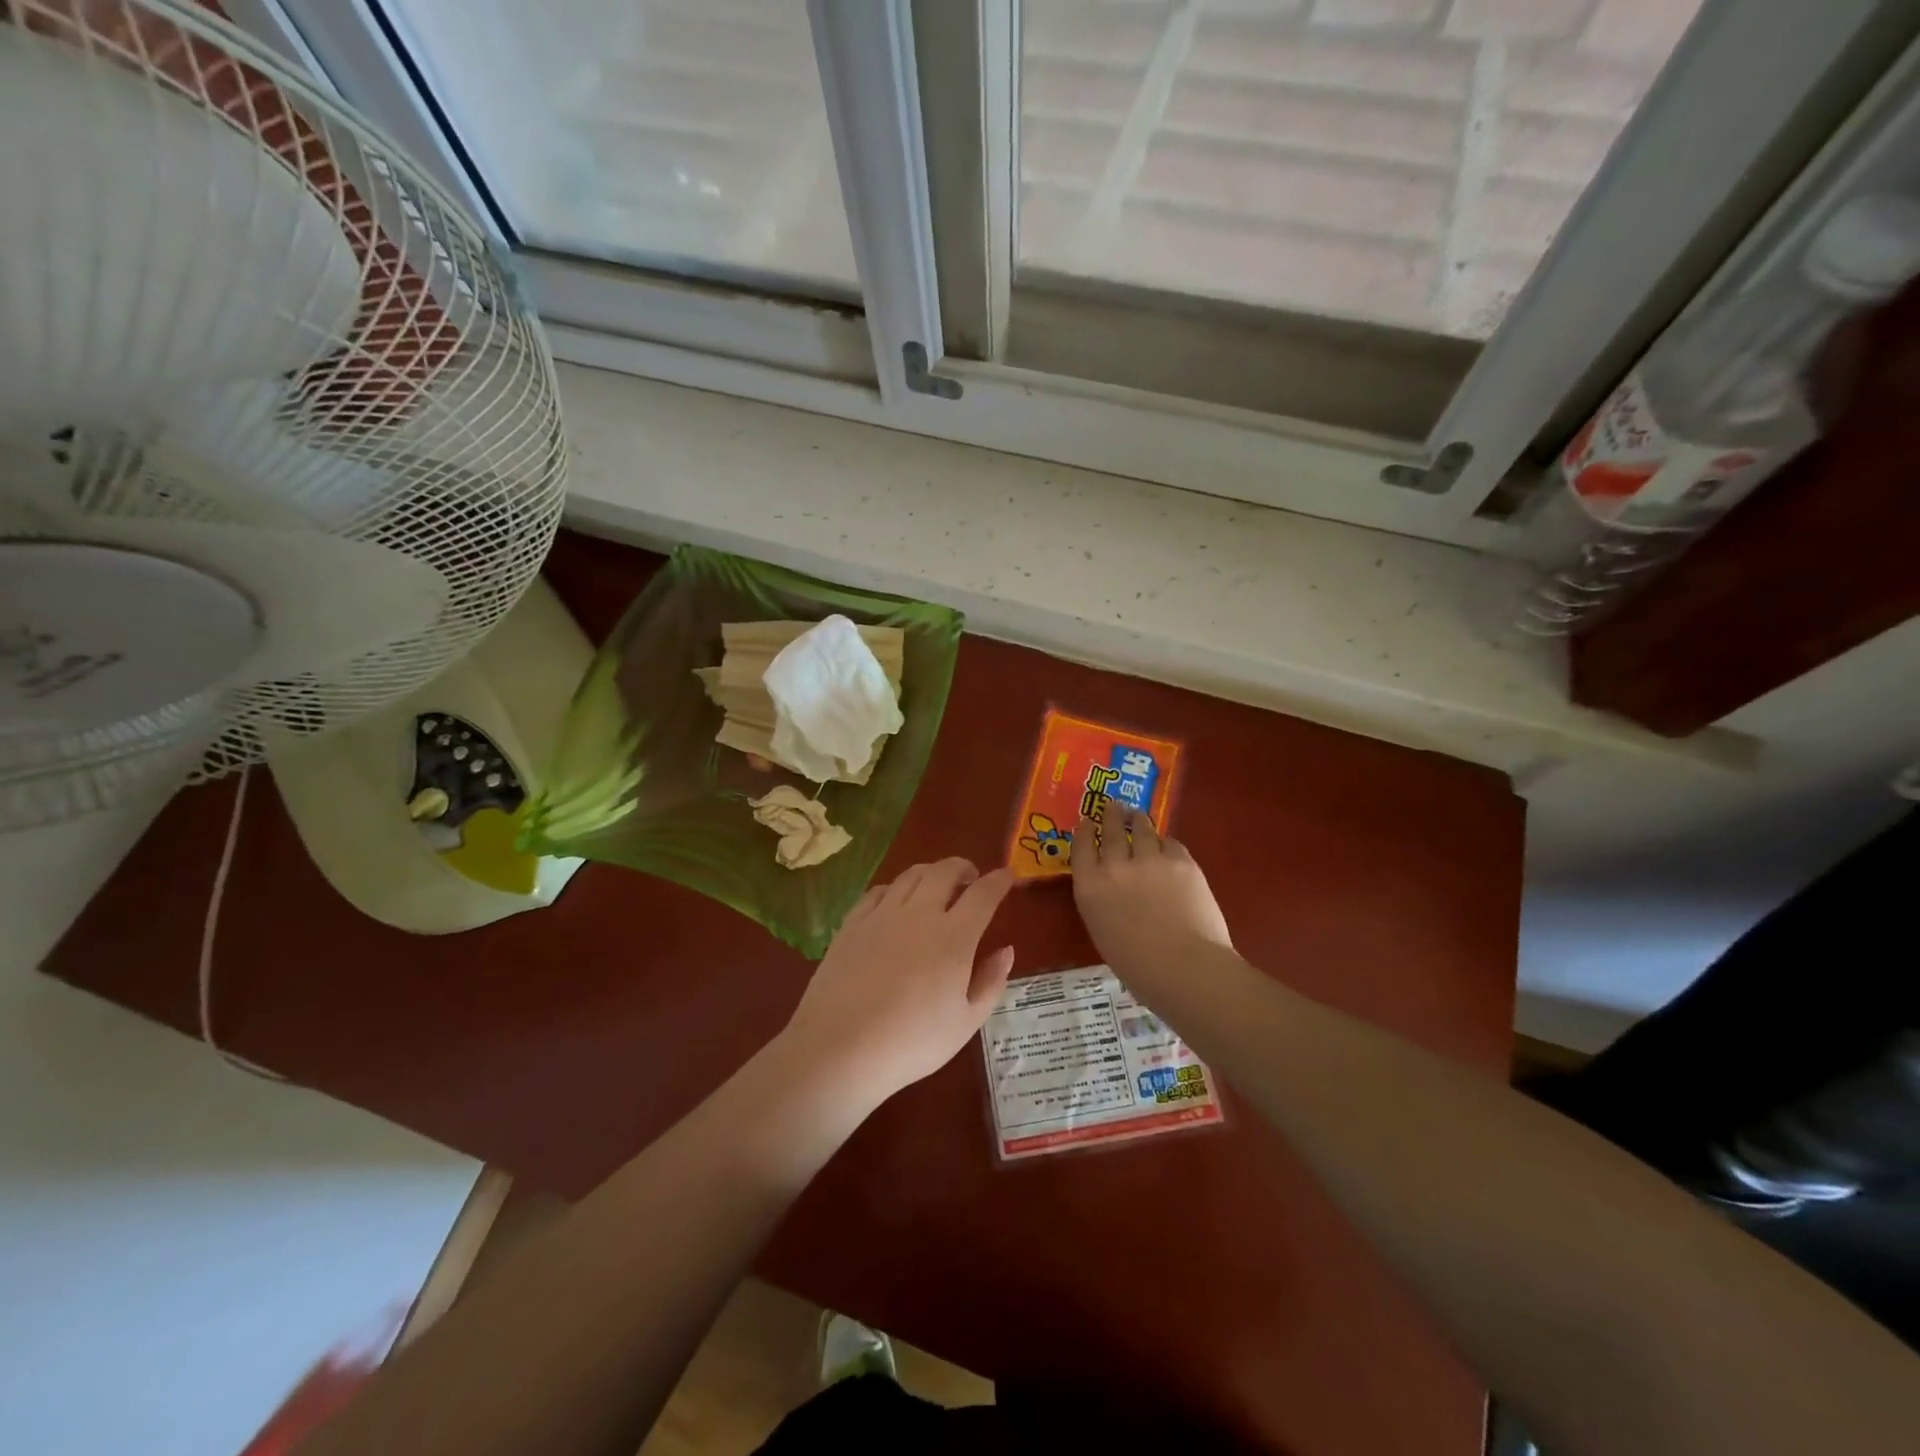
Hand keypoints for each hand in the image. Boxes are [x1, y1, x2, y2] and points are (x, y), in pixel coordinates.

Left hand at [781, 858, 1015, 1105]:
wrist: (840, 1047)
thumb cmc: (912, 1042)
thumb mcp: (966, 1023)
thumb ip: (991, 983)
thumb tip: (1006, 951)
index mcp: (955, 937)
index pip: (983, 894)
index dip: (999, 880)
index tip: (1008, 875)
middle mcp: (920, 914)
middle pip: (945, 871)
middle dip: (963, 867)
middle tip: (971, 877)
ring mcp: (883, 914)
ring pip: (911, 875)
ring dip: (931, 872)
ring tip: (937, 884)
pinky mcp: (853, 922)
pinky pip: (879, 890)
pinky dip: (896, 888)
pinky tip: (896, 900)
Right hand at [1072, 809, 1232, 984]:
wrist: (1186, 967)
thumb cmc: (1138, 967)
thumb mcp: (1103, 932)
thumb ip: (1103, 903)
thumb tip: (1113, 892)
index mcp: (1090, 888)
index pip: (1081, 848)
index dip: (1083, 832)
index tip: (1085, 822)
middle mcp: (1116, 866)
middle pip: (1110, 830)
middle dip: (1110, 815)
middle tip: (1112, 805)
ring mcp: (1150, 859)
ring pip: (1141, 829)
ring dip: (1137, 820)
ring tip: (1137, 815)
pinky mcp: (1181, 861)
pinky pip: (1170, 843)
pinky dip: (1165, 843)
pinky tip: (1166, 845)